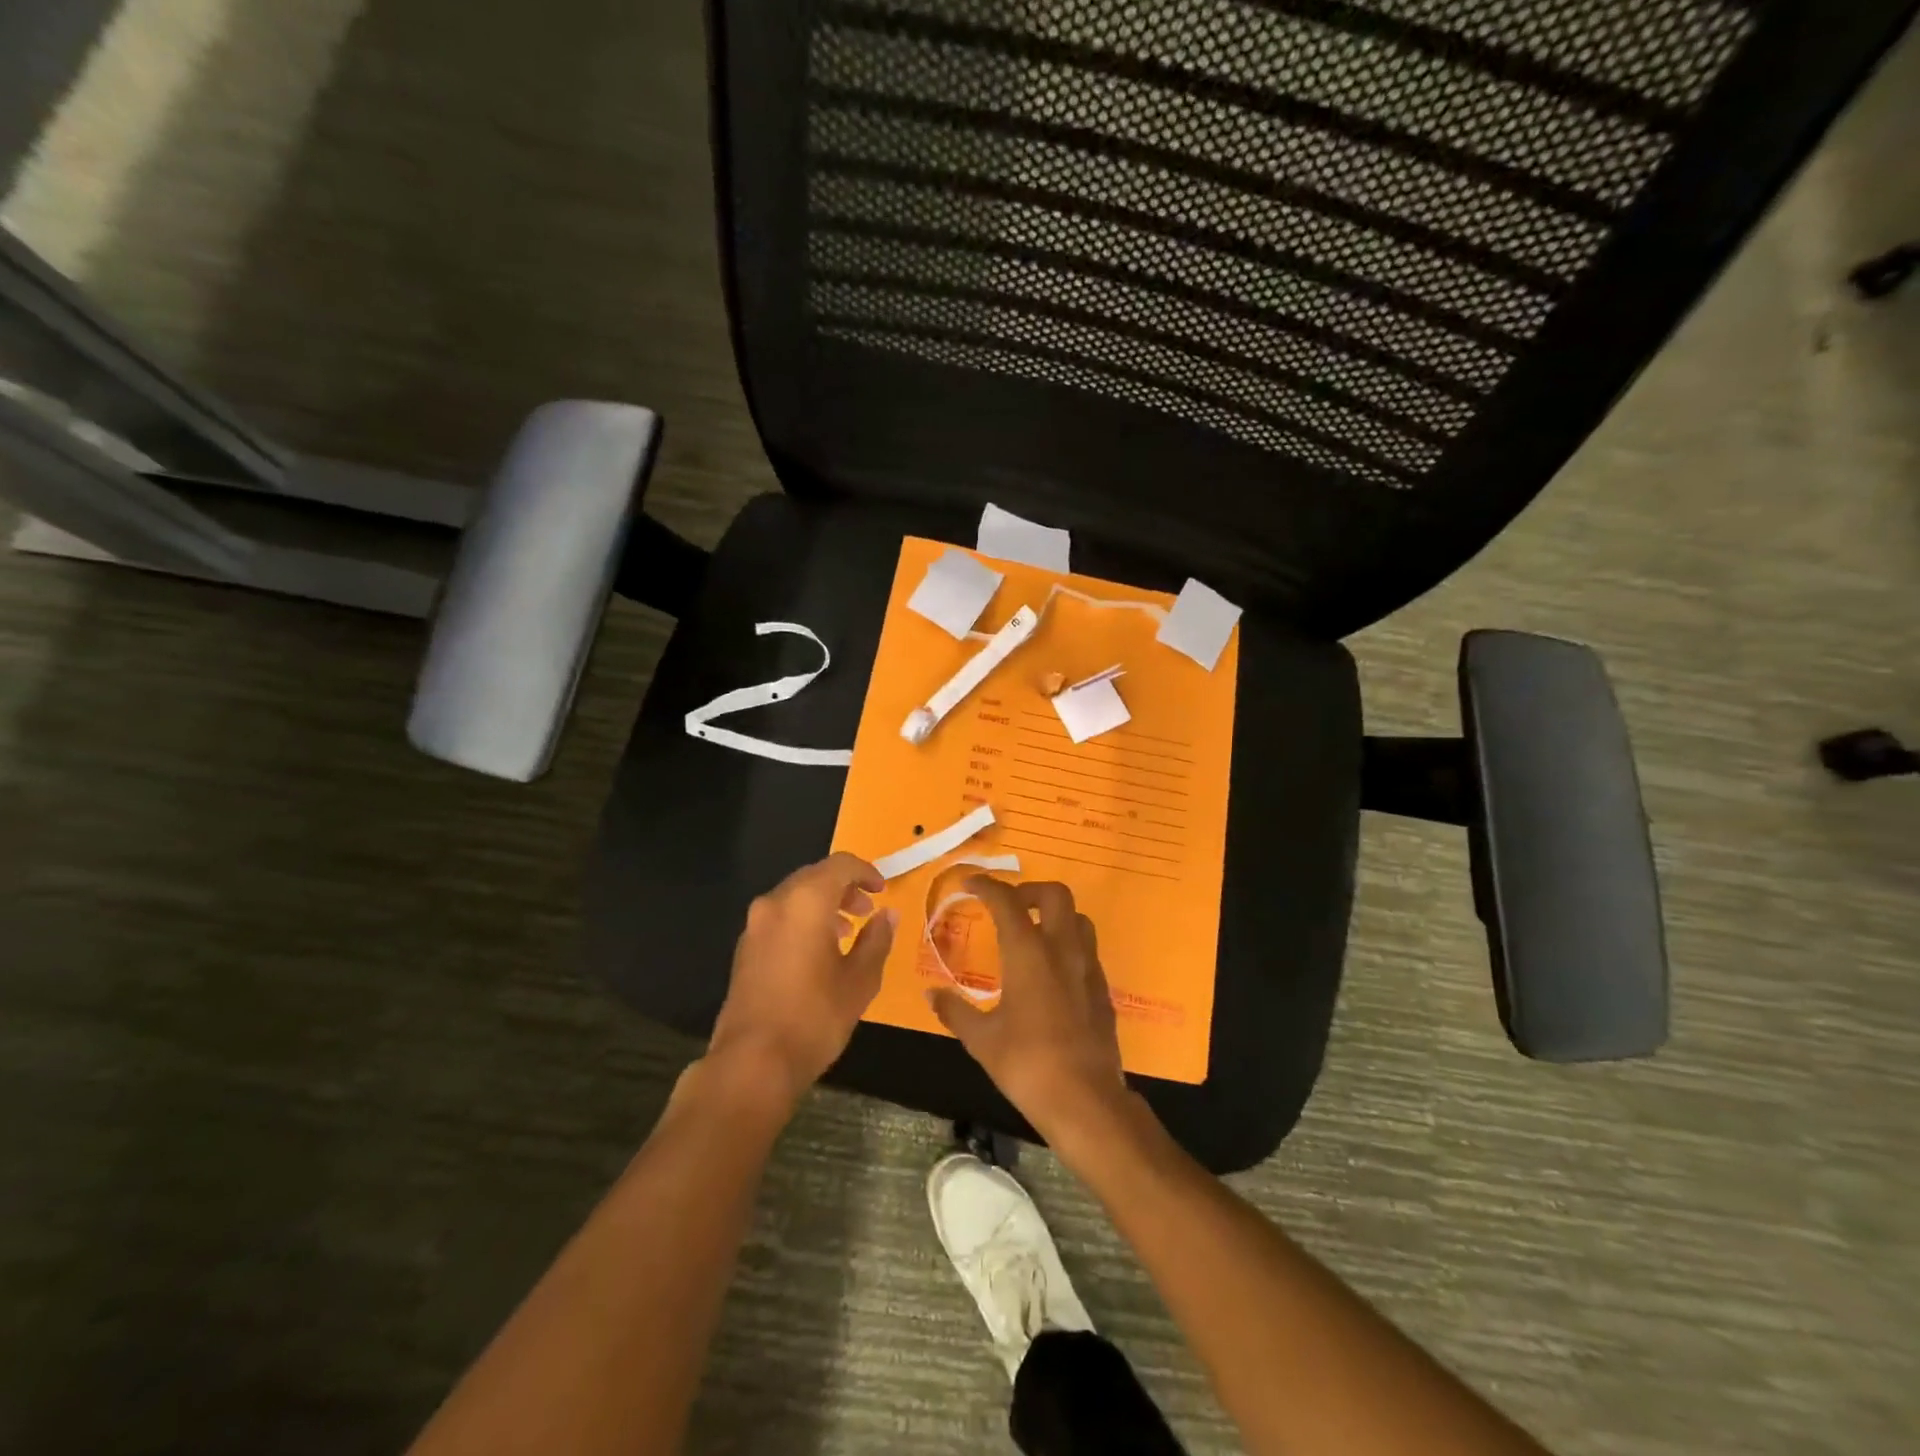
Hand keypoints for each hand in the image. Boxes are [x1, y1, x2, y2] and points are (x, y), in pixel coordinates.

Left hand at [707, 853, 896, 1109]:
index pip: (840, 864)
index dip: (866, 871)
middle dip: (844, 888)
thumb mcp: (860, 980)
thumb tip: (888, 914)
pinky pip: (779, 918)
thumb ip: (877, 939)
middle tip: (867, 910)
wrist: (752, 1063)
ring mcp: (755, 925)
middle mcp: (775, 903)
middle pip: (814, 876)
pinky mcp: (744, 948)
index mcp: (806, 901)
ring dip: (823, 904)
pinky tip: (818, 952)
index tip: (882, 890)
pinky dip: (802, 921)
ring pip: (795, 897)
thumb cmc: (815, 1017)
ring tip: (846, 932)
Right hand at [926, 878, 1130, 1143]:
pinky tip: (1052, 971)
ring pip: (1077, 918)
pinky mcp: (1103, 989)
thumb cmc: (1027, 1065)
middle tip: (1008, 906)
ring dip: (1054, 915)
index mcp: (1028, 953)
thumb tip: (932, 994)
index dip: (987, 885)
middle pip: (1055, 894)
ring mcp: (1088, 967)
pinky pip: (1087, 949)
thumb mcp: (982, 1040)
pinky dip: (1068, 944)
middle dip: (1029, 891)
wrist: (1086, 1101)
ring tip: (1032, 933)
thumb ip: (955, 1011)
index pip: (1007, 901)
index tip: (970, 883)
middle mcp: (1062, 949)